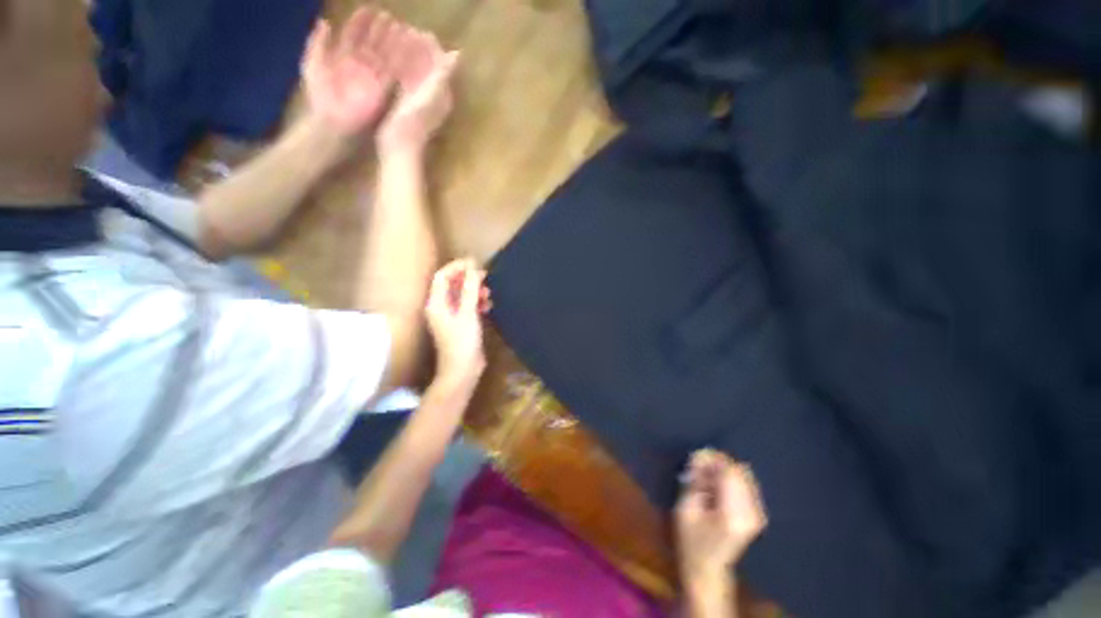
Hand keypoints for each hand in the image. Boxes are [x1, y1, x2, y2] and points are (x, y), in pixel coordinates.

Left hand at [302, 7, 403, 136]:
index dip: (362, 22)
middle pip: (373, 43)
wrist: (332, 121)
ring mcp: (373, 78)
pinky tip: (404, 52)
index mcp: (345, 57)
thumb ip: (317, 43)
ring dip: (393, 44)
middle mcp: (362, 65)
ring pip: (384, 56)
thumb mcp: (313, 64)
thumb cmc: (320, 95)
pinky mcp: (383, 90)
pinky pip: (392, 74)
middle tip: (391, 17)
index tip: (370, 9)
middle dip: (381, 30)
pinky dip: (399, 62)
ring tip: (401, 30)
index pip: (355, 35)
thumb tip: (325, 22)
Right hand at [377, 29, 459, 154]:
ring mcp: (420, 100)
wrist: (399, 146)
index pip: (440, 64)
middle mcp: (434, 96)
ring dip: (408, 55)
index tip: (418, 30)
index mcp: (442, 93)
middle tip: (403, 29)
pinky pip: (406, 80)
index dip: (431, 47)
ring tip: (395, 37)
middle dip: (418, 48)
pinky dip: (400, 67)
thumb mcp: (430, 95)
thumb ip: (442, 75)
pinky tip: (389, 57)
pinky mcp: (407, 104)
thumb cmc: (414, 121)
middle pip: (428, 66)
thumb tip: (457, 54)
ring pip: (417, 72)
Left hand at [426, 259, 488, 389]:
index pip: (442, 277)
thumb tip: (474, 269)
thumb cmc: (462, 341)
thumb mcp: (468, 313)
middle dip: (468, 279)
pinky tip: (488, 305)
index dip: (457, 267)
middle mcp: (440, 308)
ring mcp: (450, 317)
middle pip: (452, 285)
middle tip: (485, 276)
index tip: (474, 263)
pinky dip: (477, 303)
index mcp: (436, 304)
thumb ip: (470, 290)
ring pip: (461, 296)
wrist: (462, 370)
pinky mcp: (460, 324)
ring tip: (488, 293)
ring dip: (474, 291)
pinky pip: (467, 307)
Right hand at [676, 450, 767, 581]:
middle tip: (697, 467)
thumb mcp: (685, 509)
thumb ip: (694, 481)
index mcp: (733, 514)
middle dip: (717, 463)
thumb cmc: (691, 542)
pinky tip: (715, 486)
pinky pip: (746, 484)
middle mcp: (752, 513)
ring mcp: (758, 514)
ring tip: (705, 478)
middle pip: (740, 471)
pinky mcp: (758, 514)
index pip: (730, 472)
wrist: (708, 570)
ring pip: (744, 475)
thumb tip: (699, 457)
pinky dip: (730, 478)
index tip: (694, 458)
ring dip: (723, 470)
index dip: (712, 459)